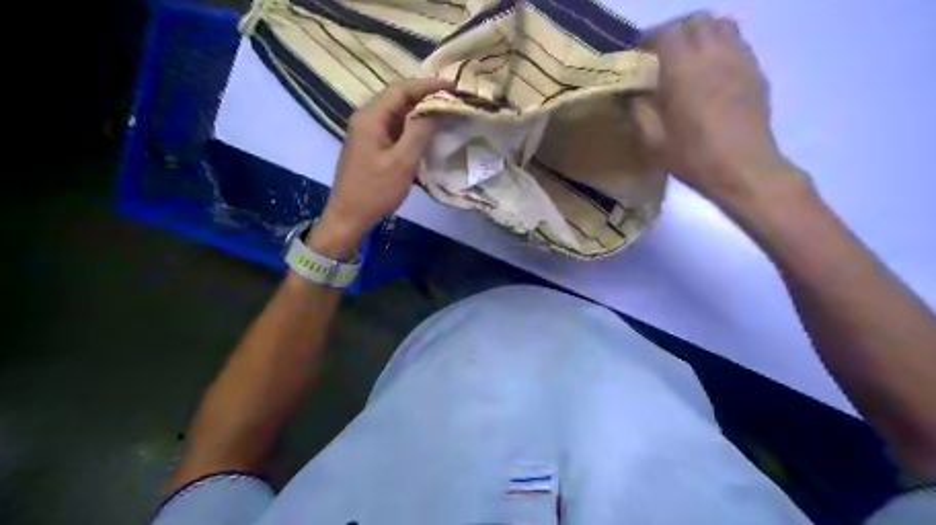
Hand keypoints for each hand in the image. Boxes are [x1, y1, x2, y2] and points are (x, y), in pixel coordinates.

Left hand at [309, 78, 449, 255]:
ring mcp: (367, 131)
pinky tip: (426, 131)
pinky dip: (411, 125)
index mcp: (371, 117)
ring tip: (444, 112)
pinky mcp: (371, 145)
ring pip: (396, 112)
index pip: (401, 89)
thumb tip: (436, 108)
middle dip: (425, 95)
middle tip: (452, 98)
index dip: (428, 85)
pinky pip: (394, 127)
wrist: (349, 215)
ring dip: (419, 110)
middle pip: (398, 98)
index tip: (453, 86)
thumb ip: (419, 132)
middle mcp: (366, 118)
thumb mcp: (402, 162)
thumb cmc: (376, 190)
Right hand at [637, 13, 803, 208]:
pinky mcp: (756, 70)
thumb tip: (631, 94)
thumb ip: (638, 110)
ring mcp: (739, 58)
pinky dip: (721, 46)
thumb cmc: (692, 155)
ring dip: (702, 34)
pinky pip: (738, 43)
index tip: (640, 52)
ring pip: (721, 25)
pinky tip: (713, 72)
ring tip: (690, 57)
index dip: (650, 37)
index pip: (666, 32)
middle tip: (664, 53)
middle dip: (677, 30)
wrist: (742, 167)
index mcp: (682, 68)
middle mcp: (713, 53)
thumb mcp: (652, 140)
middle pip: (697, 20)